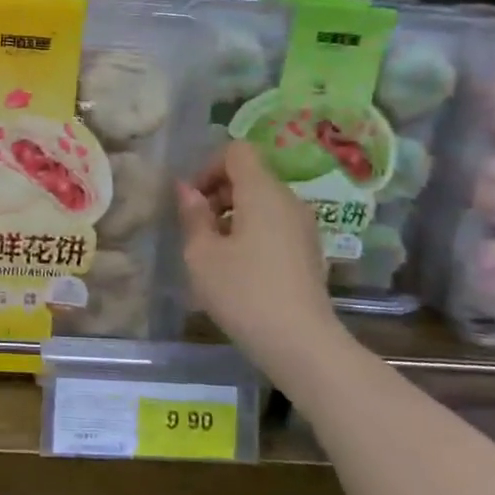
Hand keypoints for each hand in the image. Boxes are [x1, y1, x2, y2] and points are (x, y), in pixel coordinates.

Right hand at [176, 141, 339, 361]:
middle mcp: (289, 201)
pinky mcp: (308, 252)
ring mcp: (304, 227)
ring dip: (233, 214)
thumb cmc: (243, 292)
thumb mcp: (202, 254)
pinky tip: (238, 268)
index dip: (208, 167)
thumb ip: (193, 215)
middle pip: (250, 175)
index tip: (192, 201)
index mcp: (262, 192)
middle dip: (218, 192)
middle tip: (196, 228)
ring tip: (213, 251)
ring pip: (262, 202)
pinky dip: (252, 232)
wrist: (301, 343)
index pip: (237, 151)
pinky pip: (275, 224)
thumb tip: (186, 189)